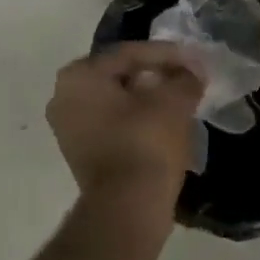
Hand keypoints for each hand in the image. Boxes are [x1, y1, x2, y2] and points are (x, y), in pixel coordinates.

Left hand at [47, 41, 204, 204]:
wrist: (127, 205)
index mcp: (79, 76)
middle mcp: (64, 97)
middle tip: (186, 79)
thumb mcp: (174, 100)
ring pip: (117, 102)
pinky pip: (114, 125)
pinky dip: (139, 121)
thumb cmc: (146, 141)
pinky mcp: (82, 154)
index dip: (167, 55)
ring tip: (181, 102)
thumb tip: (192, 74)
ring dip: (149, 100)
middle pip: (120, 77)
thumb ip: (185, 78)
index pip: (129, 54)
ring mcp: (69, 129)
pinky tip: (166, 124)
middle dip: (156, 76)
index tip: (195, 61)